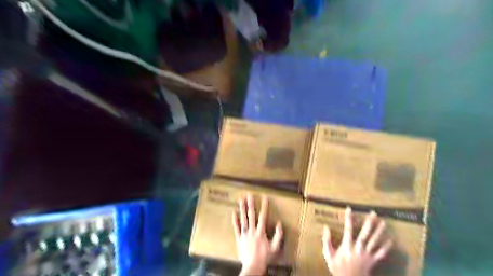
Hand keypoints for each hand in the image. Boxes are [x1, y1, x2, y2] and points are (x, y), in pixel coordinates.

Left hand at [234, 194, 282, 275]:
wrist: (253, 266)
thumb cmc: (265, 257)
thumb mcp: (275, 247)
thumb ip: (278, 235)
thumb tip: (279, 223)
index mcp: (261, 232)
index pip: (263, 216)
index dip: (264, 206)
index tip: (264, 198)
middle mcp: (252, 230)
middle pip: (251, 215)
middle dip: (250, 204)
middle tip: (249, 195)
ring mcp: (244, 234)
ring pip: (243, 219)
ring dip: (242, 209)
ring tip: (241, 200)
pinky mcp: (239, 238)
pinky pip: (236, 228)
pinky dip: (235, 220)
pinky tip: (234, 212)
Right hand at [323, 208, 395, 274]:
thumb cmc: (337, 268)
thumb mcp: (328, 254)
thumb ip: (326, 240)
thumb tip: (325, 227)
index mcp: (347, 245)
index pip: (348, 228)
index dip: (349, 218)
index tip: (350, 208)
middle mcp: (358, 248)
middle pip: (365, 233)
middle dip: (369, 222)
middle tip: (373, 213)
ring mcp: (366, 254)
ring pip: (374, 241)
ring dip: (379, 231)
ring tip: (384, 222)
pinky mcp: (372, 261)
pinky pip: (381, 254)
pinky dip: (386, 247)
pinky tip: (391, 240)